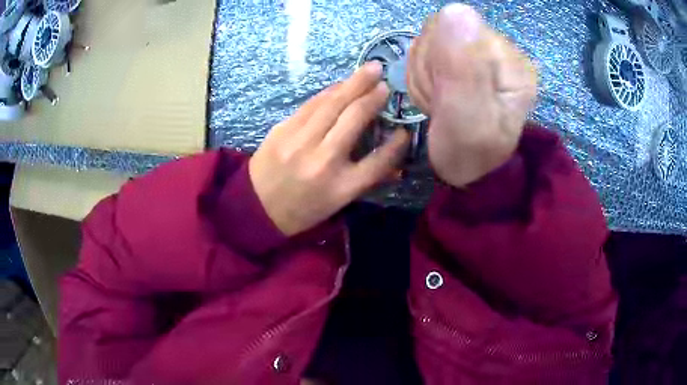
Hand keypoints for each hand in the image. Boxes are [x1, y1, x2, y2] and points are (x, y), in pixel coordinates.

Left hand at [249, 62, 409, 235]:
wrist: (256, 207)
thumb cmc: (302, 210)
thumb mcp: (337, 204)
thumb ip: (366, 180)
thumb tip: (396, 163)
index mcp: (341, 187)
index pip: (379, 160)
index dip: (397, 145)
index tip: (405, 131)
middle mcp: (323, 161)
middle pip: (354, 119)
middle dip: (373, 96)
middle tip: (385, 81)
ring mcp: (299, 142)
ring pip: (331, 104)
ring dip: (353, 84)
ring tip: (369, 70)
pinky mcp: (282, 129)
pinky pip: (311, 104)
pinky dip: (329, 92)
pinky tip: (341, 84)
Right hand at [407, 4, 537, 186]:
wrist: (467, 170)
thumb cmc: (469, 153)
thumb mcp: (468, 120)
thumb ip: (464, 68)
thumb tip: (457, 10)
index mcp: (512, 63)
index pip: (458, 28)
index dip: (438, 56)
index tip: (445, 91)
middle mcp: (500, 51)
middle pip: (441, 30)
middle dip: (430, 67)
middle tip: (442, 100)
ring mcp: (481, 53)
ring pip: (430, 40)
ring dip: (425, 72)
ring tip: (441, 100)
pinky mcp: (465, 59)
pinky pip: (427, 51)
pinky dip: (423, 74)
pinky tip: (438, 94)